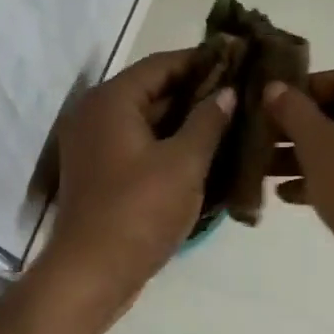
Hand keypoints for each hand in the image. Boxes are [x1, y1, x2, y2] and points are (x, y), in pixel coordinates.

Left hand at [42, 49, 234, 316]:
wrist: (92, 273)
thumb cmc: (139, 211)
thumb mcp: (184, 163)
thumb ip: (208, 121)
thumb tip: (226, 93)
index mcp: (111, 101)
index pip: (161, 64)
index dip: (202, 60)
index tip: (239, 59)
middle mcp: (96, 114)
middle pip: (153, 90)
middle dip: (197, 91)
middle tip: (241, 92)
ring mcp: (95, 145)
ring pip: (148, 120)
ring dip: (186, 119)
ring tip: (232, 119)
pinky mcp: (100, 171)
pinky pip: (140, 144)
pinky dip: (169, 143)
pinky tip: (205, 150)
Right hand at [264, 70, 333, 305]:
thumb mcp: (321, 147)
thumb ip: (294, 112)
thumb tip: (274, 87)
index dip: (300, 90)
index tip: (267, 106)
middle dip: (298, 129)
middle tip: (262, 139)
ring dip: (306, 157)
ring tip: (265, 169)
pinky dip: (327, 178)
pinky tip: (288, 194)